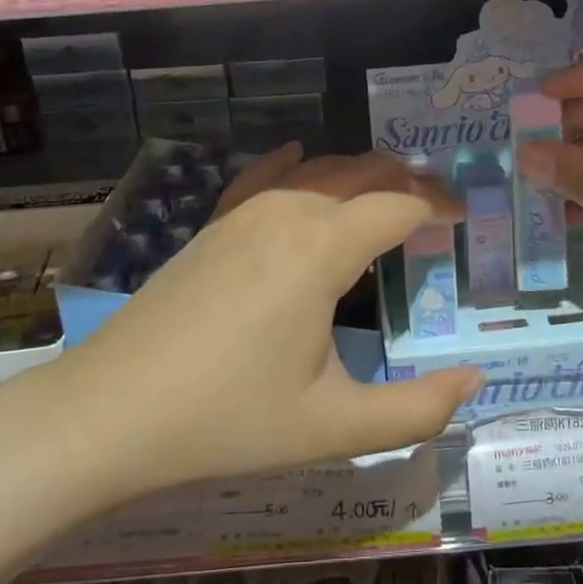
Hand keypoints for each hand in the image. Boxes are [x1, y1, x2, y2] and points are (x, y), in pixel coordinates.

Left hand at [45, 147, 481, 498]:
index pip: (399, 204)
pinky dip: (297, 165)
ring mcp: (243, 213)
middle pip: (363, 173)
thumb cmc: (227, 420)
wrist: (108, 412)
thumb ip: (415, 410)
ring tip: (388, 197)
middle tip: (437, 207)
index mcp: (322, 248)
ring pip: (319, 171)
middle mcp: (287, 212)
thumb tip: (473, 383)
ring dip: (361, 176)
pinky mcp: (213, 225)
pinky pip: (265, 177)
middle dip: (407, 182)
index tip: (465, 217)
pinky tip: (300, 155)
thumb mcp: (333, 428)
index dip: (438, 205)